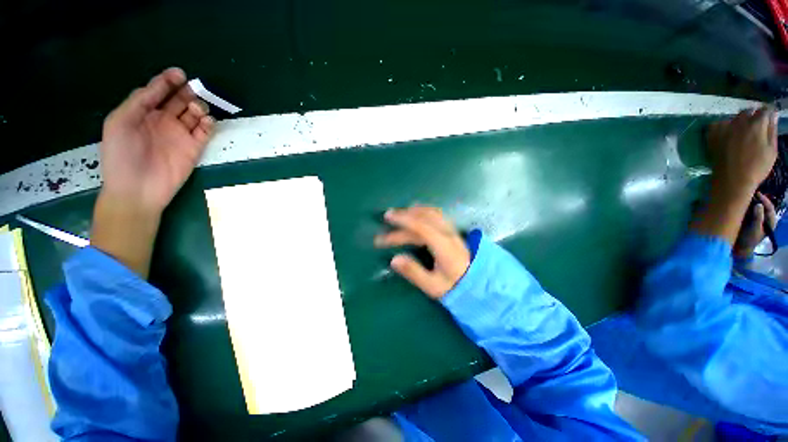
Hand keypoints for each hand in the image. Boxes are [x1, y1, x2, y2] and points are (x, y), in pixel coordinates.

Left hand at [92, 68, 215, 277]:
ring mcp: (180, 135)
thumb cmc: (121, 156)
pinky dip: (208, 125)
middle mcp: (163, 121)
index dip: (167, 81)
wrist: (137, 189)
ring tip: (197, 109)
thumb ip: (137, 102)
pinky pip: (205, 132)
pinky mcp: (194, 148)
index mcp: (143, 113)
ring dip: (198, 107)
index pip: (158, 92)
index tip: (180, 73)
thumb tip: (158, 87)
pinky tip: (207, 121)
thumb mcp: (119, 123)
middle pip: (179, 100)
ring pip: (194, 114)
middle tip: (194, 89)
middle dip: (187, 92)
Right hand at [374, 206, 469, 298]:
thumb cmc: (456, 286)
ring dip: (414, 211)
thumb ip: (414, 272)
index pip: (421, 227)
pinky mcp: (452, 232)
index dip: (403, 220)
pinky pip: (437, 215)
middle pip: (424, 218)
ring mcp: (451, 231)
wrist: (481, 285)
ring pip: (432, 213)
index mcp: (443, 246)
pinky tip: (417, 213)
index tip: (388, 217)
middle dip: (404, 216)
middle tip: (387, 218)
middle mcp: (447, 233)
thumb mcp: (433, 286)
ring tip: (400, 212)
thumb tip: (394, 259)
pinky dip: (424, 211)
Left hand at [706, 107, 777, 195]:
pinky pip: (717, 124)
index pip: (765, 110)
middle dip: (753, 117)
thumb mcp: (771, 150)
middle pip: (748, 112)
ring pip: (734, 118)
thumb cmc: (756, 168)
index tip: (769, 118)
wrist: (732, 181)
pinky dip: (723, 127)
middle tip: (755, 128)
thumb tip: (773, 115)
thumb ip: (772, 130)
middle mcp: (740, 122)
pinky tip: (727, 135)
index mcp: (756, 124)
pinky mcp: (712, 135)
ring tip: (741, 134)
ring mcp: (724, 128)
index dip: (768, 113)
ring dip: (739, 122)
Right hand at [734, 192, 776, 258]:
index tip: (757, 194)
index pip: (770, 207)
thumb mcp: (754, 230)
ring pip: (756, 206)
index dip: (764, 200)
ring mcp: (756, 218)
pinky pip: (749, 209)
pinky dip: (746, 205)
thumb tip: (759, 204)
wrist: (739, 247)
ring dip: (751, 202)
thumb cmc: (749, 240)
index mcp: (770, 221)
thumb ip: (758, 218)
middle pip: (763, 206)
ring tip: (745, 197)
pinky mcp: (748, 218)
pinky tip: (741, 203)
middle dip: (757, 199)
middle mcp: (764, 218)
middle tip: (749, 193)